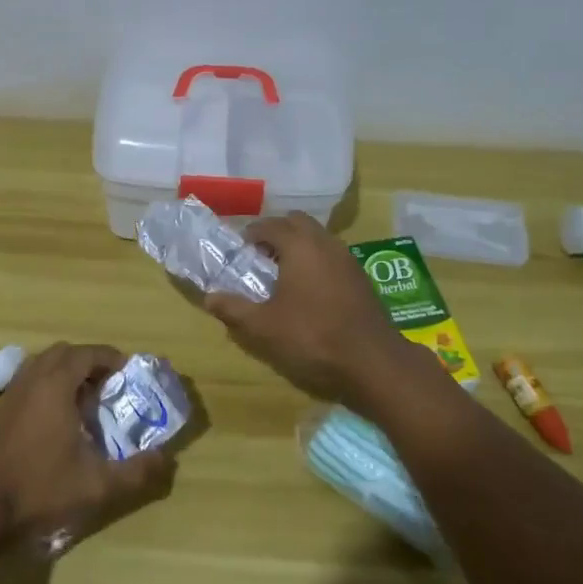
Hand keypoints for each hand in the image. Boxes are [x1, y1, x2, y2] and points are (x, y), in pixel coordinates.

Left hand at [0, 343, 174, 546]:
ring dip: (67, 372)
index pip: (88, 353)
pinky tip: (59, 419)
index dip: (112, 359)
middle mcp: (32, 379)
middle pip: (65, 353)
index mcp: (56, 385)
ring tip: (86, 400)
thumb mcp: (97, 486)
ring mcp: (11, 393)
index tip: (130, 374)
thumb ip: (137, 472)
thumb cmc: (39, 489)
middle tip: (110, 386)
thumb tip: (168, 460)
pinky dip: (49, 385)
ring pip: (44, 364)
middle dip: (90, 362)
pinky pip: (30, 381)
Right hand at [204, 212, 434, 412]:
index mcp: (299, 245)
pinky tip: (309, 289)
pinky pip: (332, 254)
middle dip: (277, 233)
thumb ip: (234, 309)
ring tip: (282, 273)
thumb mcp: (264, 327)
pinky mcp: (360, 276)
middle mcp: (325, 242)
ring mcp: (347, 258)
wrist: (373, 361)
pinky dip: (316, 260)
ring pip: (318, 237)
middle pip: (297, 222)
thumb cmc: (312, 337)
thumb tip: (209, 298)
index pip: (270, 225)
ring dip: (298, 245)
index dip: (251, 234)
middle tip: (260, 256)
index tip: (239, 250)